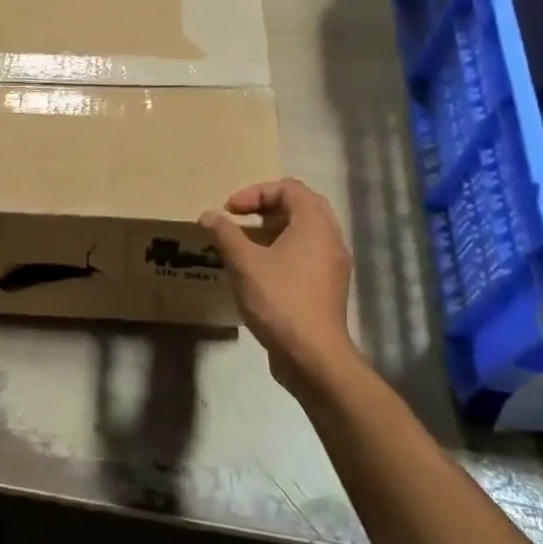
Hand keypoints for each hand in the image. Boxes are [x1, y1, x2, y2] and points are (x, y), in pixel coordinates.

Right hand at [201, 178, 359, 397]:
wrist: (313, 355)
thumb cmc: (279, 300)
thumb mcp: (244, 263)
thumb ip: (225, 234)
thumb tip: (208, 215)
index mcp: (314, 224)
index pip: (289, 188)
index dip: (256, 192)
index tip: (231, 211)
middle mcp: (331, 237)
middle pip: (301, 206)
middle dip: (267, 207)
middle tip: (241, 219)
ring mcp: (334, 264)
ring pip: (306, 231)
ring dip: (275, 229)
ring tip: (247, 244)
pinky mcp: (330, 286)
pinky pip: (308, 254)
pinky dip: (285, 250)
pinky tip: (261, 270)